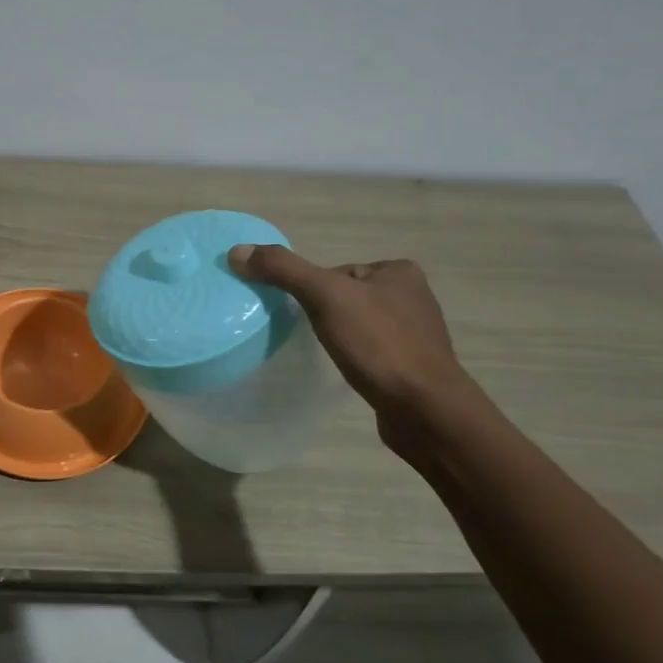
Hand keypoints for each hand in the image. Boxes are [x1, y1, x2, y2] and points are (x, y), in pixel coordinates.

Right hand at [228, 245, 469, 423]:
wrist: (425, 410)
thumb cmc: (378, 345)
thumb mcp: (325, 297)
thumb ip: (283, 270)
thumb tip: (237, 251)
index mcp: (398, 271)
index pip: (335, 272)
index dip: (310, 291)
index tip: (302, 314)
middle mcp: (413, 296)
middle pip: (344, 297)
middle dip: (324, 314)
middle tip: (308, 336)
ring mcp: (416, 333)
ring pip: (357, 325)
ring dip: (339, 337)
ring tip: (327, 355)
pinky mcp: (413, 366)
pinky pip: (371, 352)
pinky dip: (355, 358)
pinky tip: (349, 371)